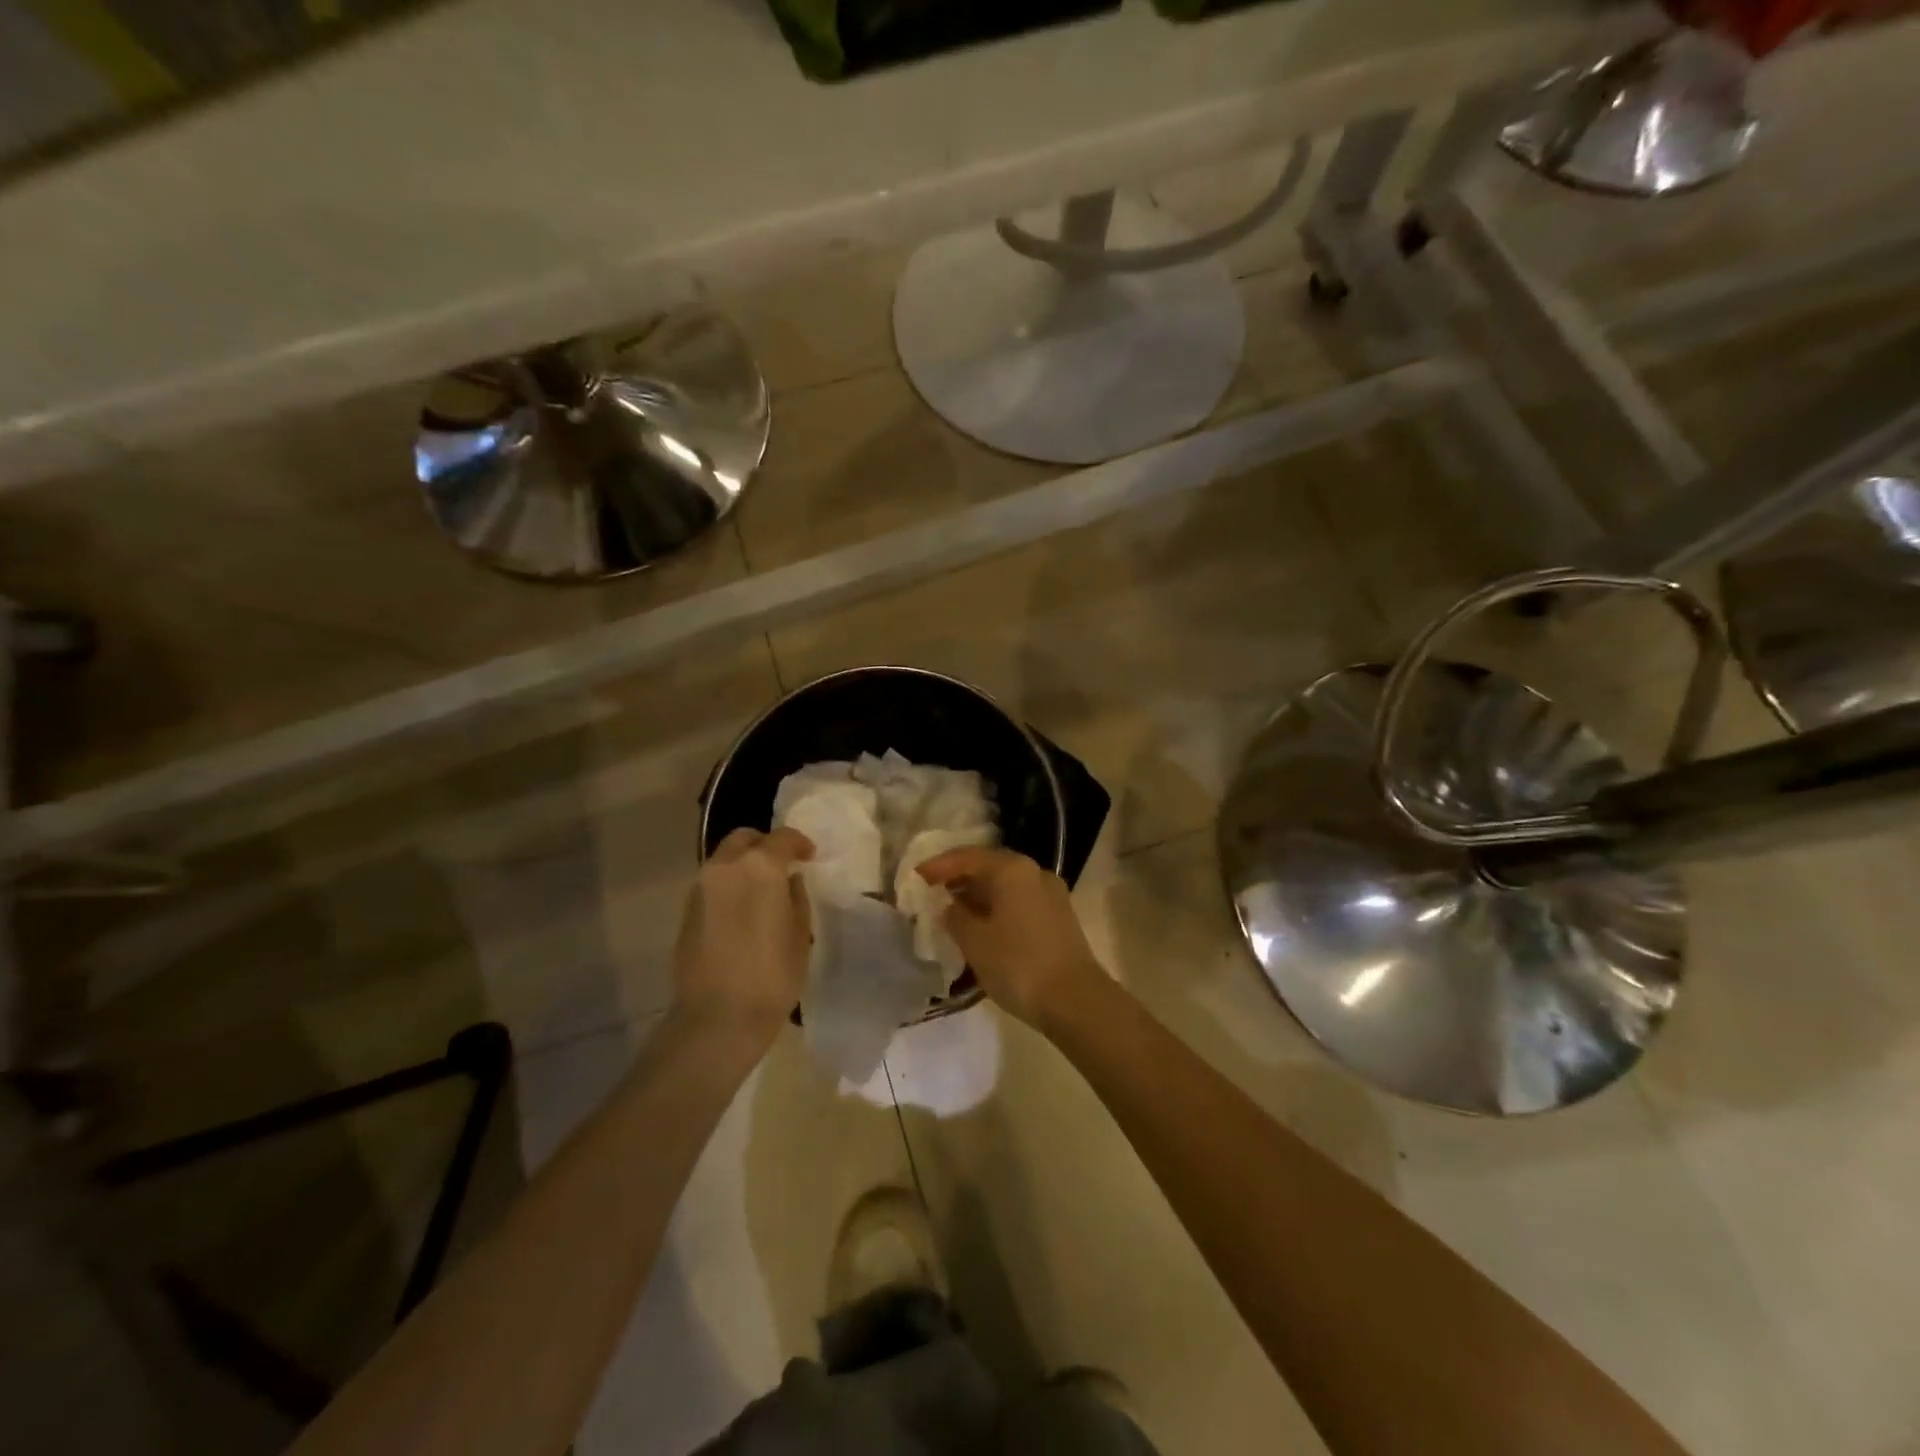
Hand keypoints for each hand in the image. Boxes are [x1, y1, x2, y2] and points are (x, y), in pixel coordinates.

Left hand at [673, 827, 813, 1047]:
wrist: (717, 1017)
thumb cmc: (772, 975)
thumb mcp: (799, 935)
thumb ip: (796, 899)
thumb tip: (790, 882)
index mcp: (760, 867)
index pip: (782, 838)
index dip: (800, 843)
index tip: (810, 856)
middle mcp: (725, 868)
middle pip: (744, 839)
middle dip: (764, 844)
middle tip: (782, 865)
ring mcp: (700, 889)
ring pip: (724, 860)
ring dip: (744, 865)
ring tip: (762, 890)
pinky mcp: (686, 912)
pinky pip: (712, 885)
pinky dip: (729, 886)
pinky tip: (742, 911)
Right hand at [916, 847, 1106, 1028]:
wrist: (1076, 1000)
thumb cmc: (1018, 964)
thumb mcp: (974, 941)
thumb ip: (955, 916)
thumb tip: (950, 905)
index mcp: (1012, 869)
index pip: (967, 857)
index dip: (939, 865)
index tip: (916, 876)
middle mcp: (1034, 872)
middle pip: (989, 867)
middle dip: (959, 878)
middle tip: (933, 891)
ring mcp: (1051, 894)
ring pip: (1006, 885)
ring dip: (979, 894)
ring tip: (953, 911)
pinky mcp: (1059, 916)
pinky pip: (1019, 901)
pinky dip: (997, 907)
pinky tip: (983, 926)